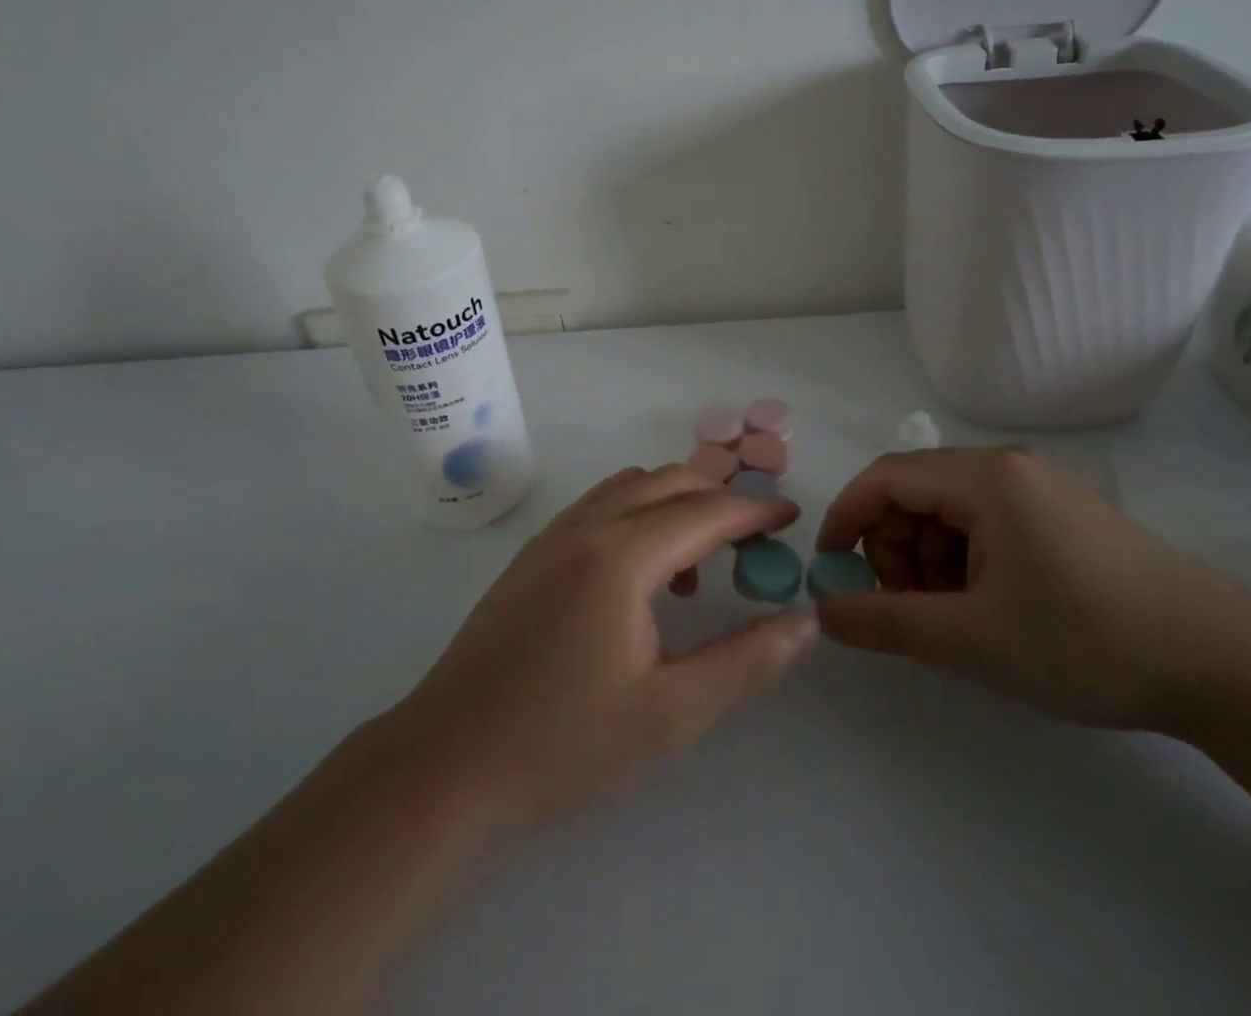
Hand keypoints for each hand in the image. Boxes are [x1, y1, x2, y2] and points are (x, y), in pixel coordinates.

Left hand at [388, 466, 817, 829]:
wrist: (445, 768)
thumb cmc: (563, 745)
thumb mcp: (671, 714)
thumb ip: (746, 661)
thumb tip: (805, 621)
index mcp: (621, 554)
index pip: (705, 510)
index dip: (754, 512)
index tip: (792, 518)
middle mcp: (586, 526)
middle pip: (668, 482)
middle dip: (718, 498)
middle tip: (754, 540)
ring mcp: (551, 536)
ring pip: (629, 488)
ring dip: (674, 504)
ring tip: (698, 564)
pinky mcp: (530, 556)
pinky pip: (598, 507)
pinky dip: (636, 515)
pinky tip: (640, 577)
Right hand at [814, 446, 1250, 730]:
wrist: (1226, 666)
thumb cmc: (1088, 640)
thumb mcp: (975, 639)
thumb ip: (888, 623)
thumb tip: (821, 612)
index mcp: (985, 476)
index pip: (886, 477)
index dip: (846, 518)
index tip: (829, 570)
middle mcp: (1009, 467)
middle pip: (917, 494)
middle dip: (894, 551)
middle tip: (910, 611)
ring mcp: (1040, 489)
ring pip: (950, 513)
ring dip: (931, 562)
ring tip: (958, 620)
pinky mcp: (1063, 517)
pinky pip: (987, 526)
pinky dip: (967, 563)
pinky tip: (992, 610)